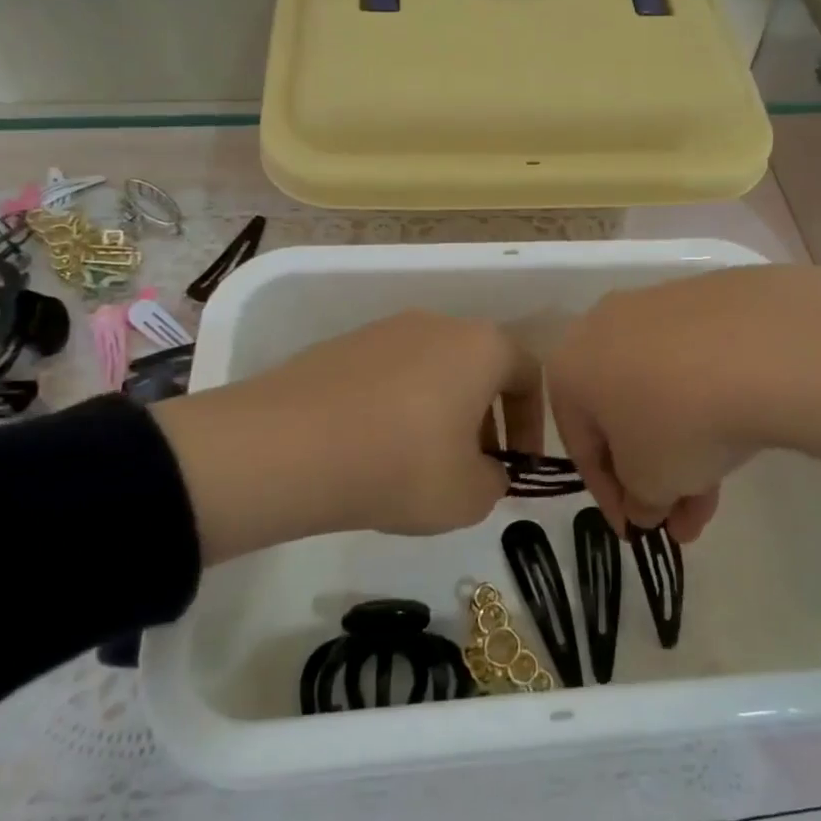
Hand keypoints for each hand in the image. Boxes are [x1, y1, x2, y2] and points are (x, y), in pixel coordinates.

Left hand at [151, 311, 541, 563]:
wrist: (288, 447)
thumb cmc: (402, 465)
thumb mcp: (468, 496)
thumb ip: (494, 482)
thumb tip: (484, 470)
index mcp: (481, 346)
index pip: (528, 374)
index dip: (532, 424)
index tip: (518, 465)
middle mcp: (437, 324)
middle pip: (477, 367)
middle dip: (485, 418)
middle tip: (473, 465)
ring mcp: (384, 330)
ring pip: (432, 370)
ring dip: (440, 411)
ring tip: (420, 462)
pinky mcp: (340, 345)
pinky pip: (388, 376)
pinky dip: (396, 407)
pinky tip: (374, 449)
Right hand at [546, 266, 820, 543]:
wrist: (762, 346)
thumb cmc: (680, 421)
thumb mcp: (652, 483)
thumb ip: (640, 501)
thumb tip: (647, 504)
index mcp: (569, 368)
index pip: (581, 447)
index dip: (610, 498)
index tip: (637, 532)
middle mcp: (600, 327)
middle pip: (623, 416)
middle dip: (653, 474)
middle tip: (683, 519)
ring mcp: (655, 306)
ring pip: (661, 390)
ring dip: (684, 445)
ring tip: (719, 492)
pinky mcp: (703, 296)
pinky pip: (692, 361)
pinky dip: (706, 402)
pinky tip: (737, 432)